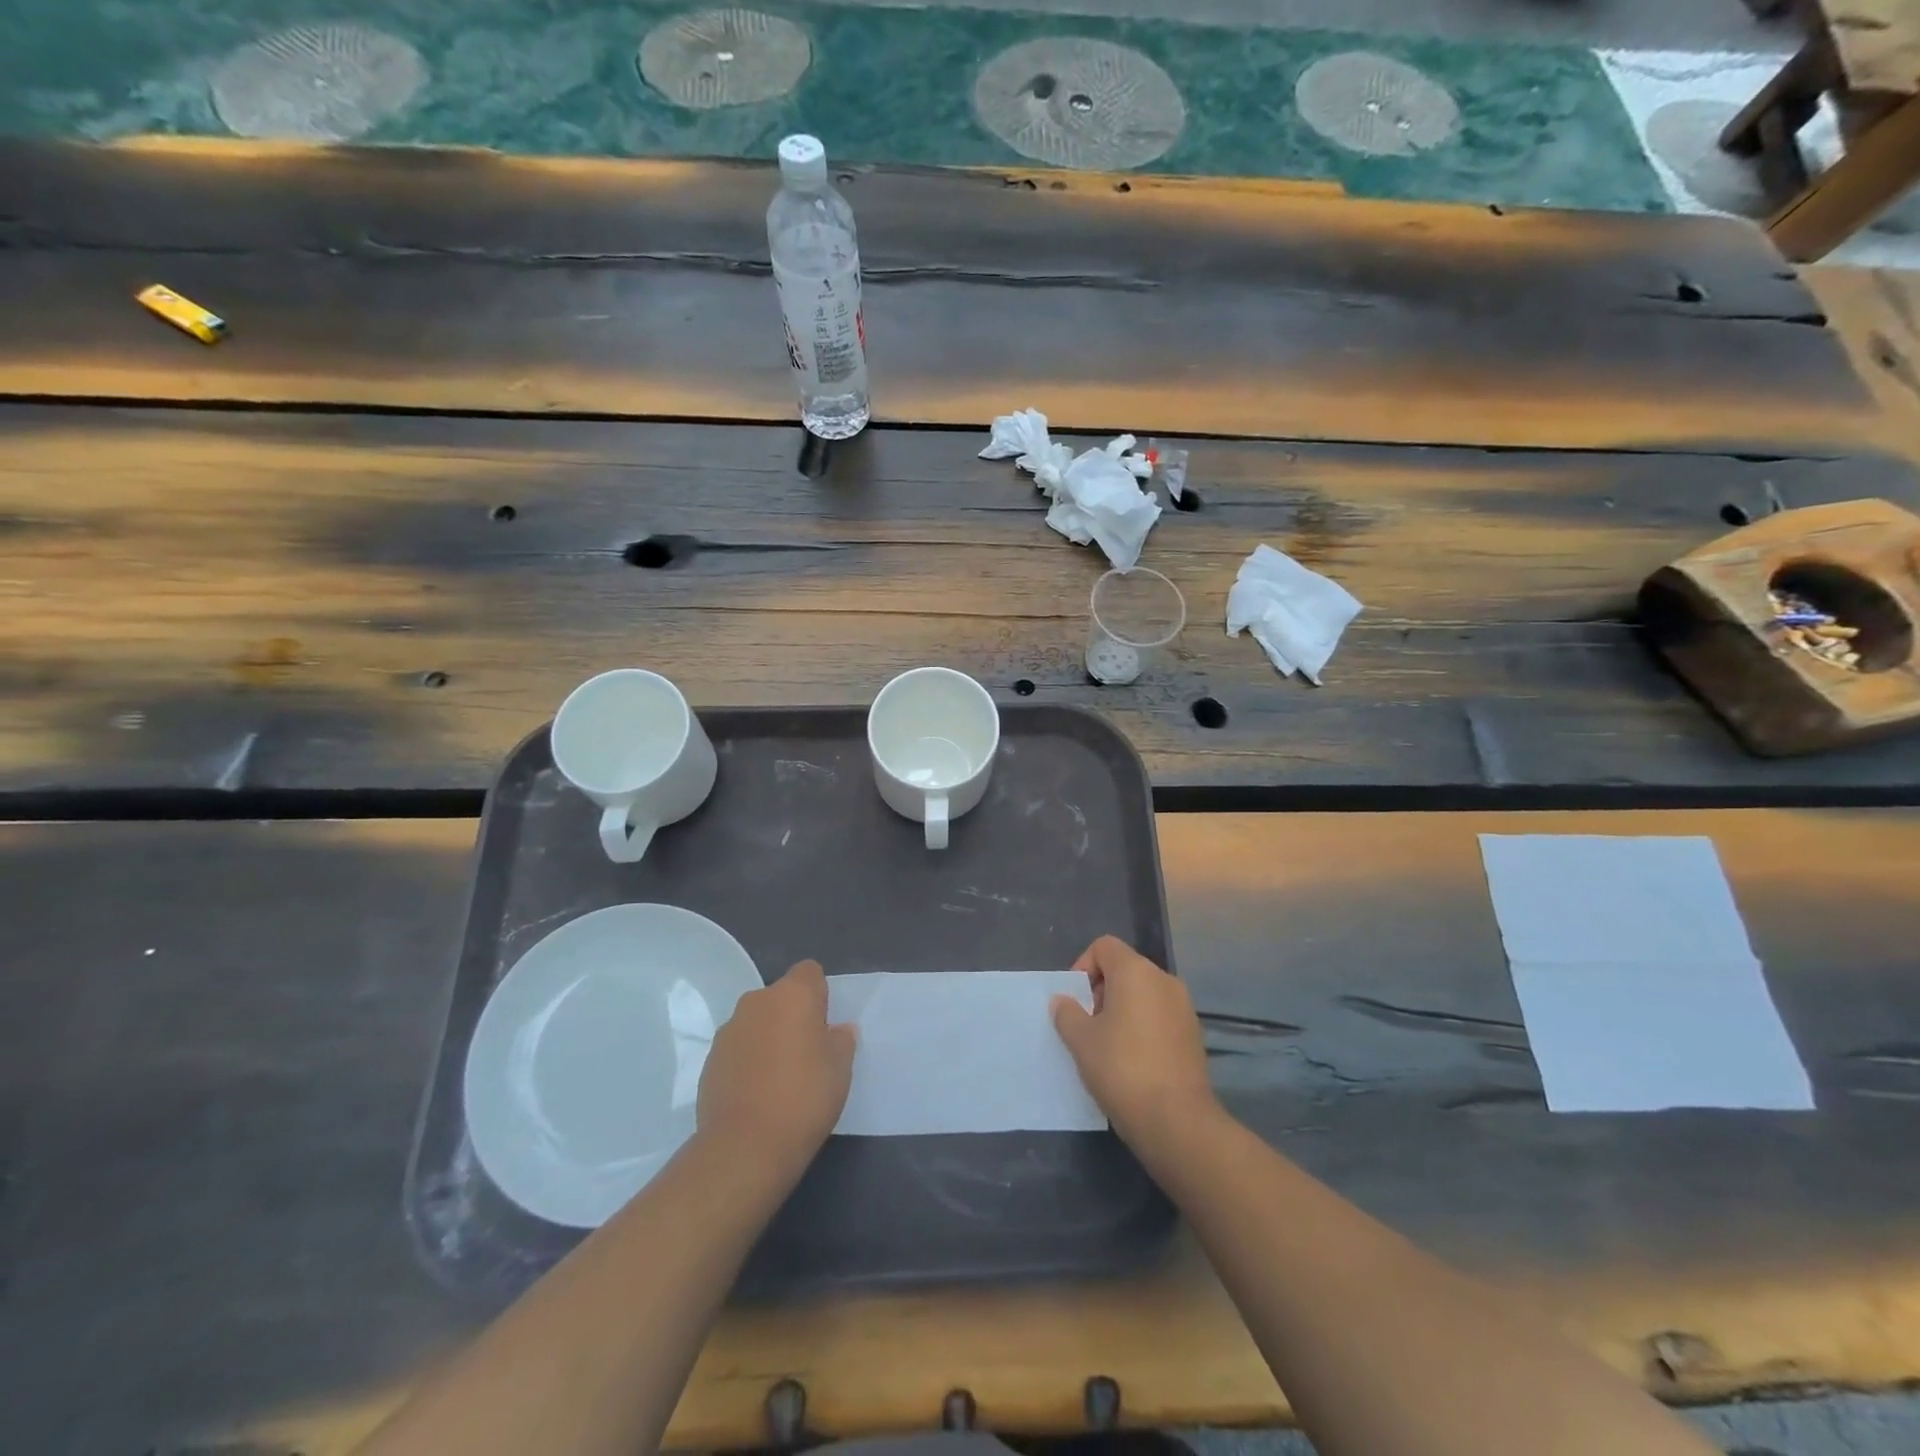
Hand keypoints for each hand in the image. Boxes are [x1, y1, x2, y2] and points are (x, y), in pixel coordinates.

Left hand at [697, 960, 855, 1171]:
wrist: (744, 1147)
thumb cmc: (804, 1098)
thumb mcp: (840, 1069)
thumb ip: (841, 1040)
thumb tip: (837, 1030)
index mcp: (792, 995)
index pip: (809, 972)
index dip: (819, 994)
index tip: (824, 1025)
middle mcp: (757, 1001)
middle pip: (781, 996)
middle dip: (792, 1015)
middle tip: (807, 1052)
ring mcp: (729, 1029)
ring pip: (757, 1022)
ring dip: (768, 1036)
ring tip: (779, 1077)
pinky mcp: (710, 1059)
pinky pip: (738, 1047)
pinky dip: (748, 1060)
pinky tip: (757, 1092)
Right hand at [1052, 936, 1217, 1147]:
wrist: (1177, 1121)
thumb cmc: (1122, 1069)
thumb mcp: (1081, 1041)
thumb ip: (1067, 1013)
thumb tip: (1063, 1001)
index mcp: (1136, 971)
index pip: (1104, 947)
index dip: (1083, 966)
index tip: (1075, 1000)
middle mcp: (1164, 980)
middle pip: (1125, 969)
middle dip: (1101, 990)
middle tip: (1087, 1025)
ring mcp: (1184, 1007)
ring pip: (1143, 994)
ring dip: (1122, 1010)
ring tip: (1107, 1046)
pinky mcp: (1194, 1034)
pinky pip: (1160, 1016)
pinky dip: (1142, 1027)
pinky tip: (1132, 1061)